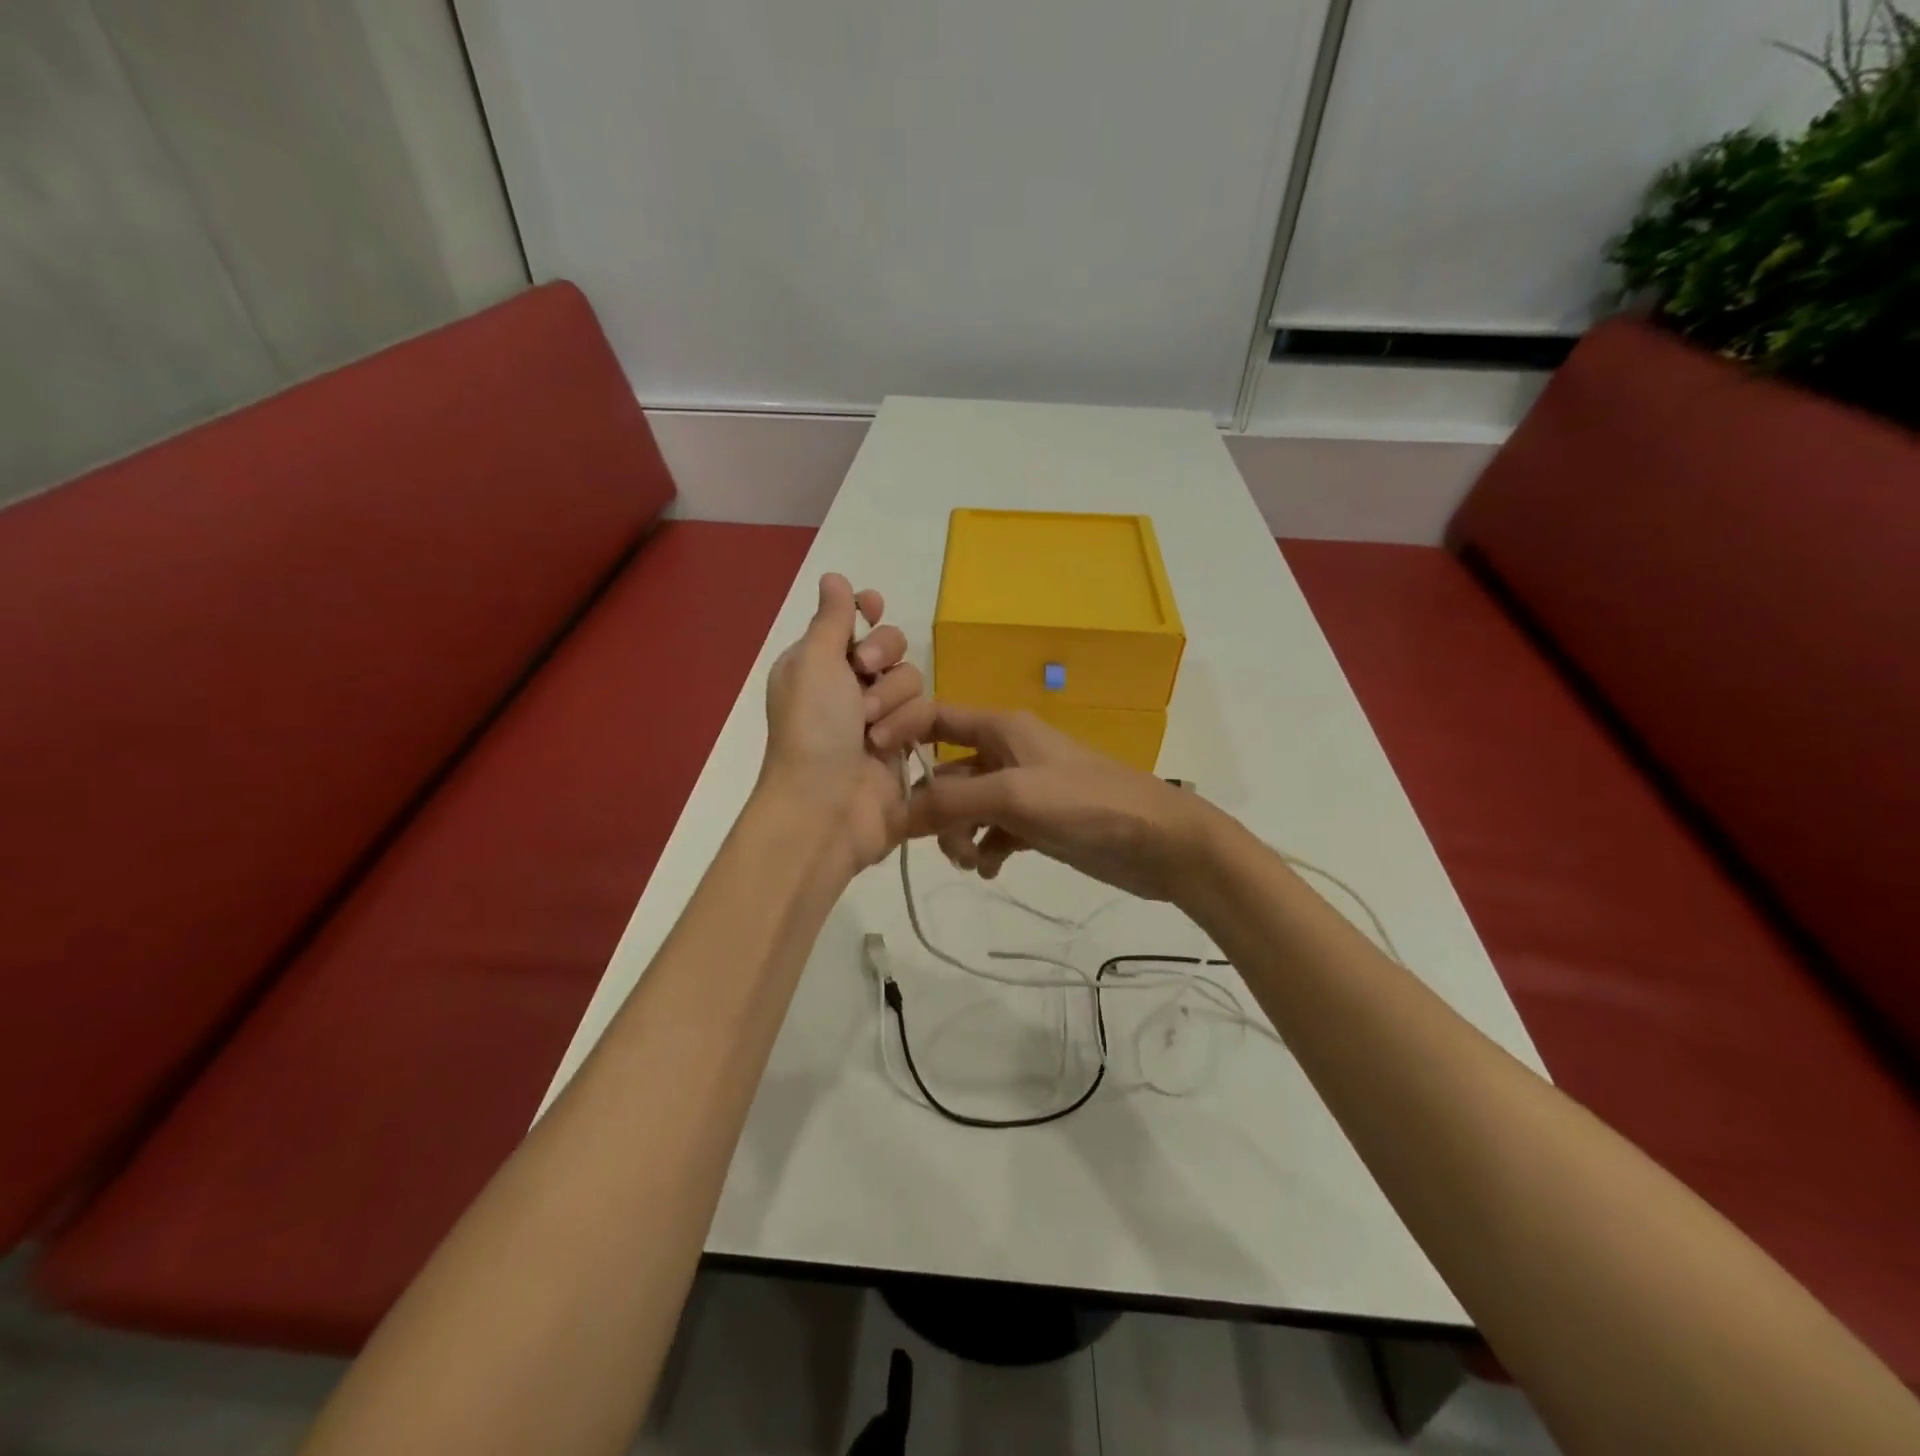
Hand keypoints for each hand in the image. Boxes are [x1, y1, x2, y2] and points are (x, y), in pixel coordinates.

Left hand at [761, 574, 934, 874]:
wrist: (827, 806)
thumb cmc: (813, 728)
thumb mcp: (814, 662)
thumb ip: (831, 618)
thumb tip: (835, 577)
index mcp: (817, 663)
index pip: (851, 622)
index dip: (866, 612)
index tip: (872, 608)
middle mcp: (847, 686)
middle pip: (891, 644)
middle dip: (883, 656)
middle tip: (865, 673)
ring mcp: (878, 717)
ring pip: (912, 679)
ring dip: (892, 700)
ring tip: (871, 730)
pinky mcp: (905, 744)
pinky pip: (924, 714)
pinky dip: (907, 726)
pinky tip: (888, 748)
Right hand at [903, 704, 1218, 903]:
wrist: (1159, 842)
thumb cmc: (1087, 803)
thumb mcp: (1014, 797)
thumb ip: (952, 803)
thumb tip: (893, 815)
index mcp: (1001, 728)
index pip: (935, 718)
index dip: (900, 734)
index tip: (871, 770)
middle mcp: (1006, 752)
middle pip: (947, 773)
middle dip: (935, 808)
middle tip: (938, 843)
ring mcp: (1022, 788)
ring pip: (967, 806)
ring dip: (958, 835)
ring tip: (971, 862)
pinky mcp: (1037, 821)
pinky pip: (992, 831)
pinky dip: (985, 849)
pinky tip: (991, 869)